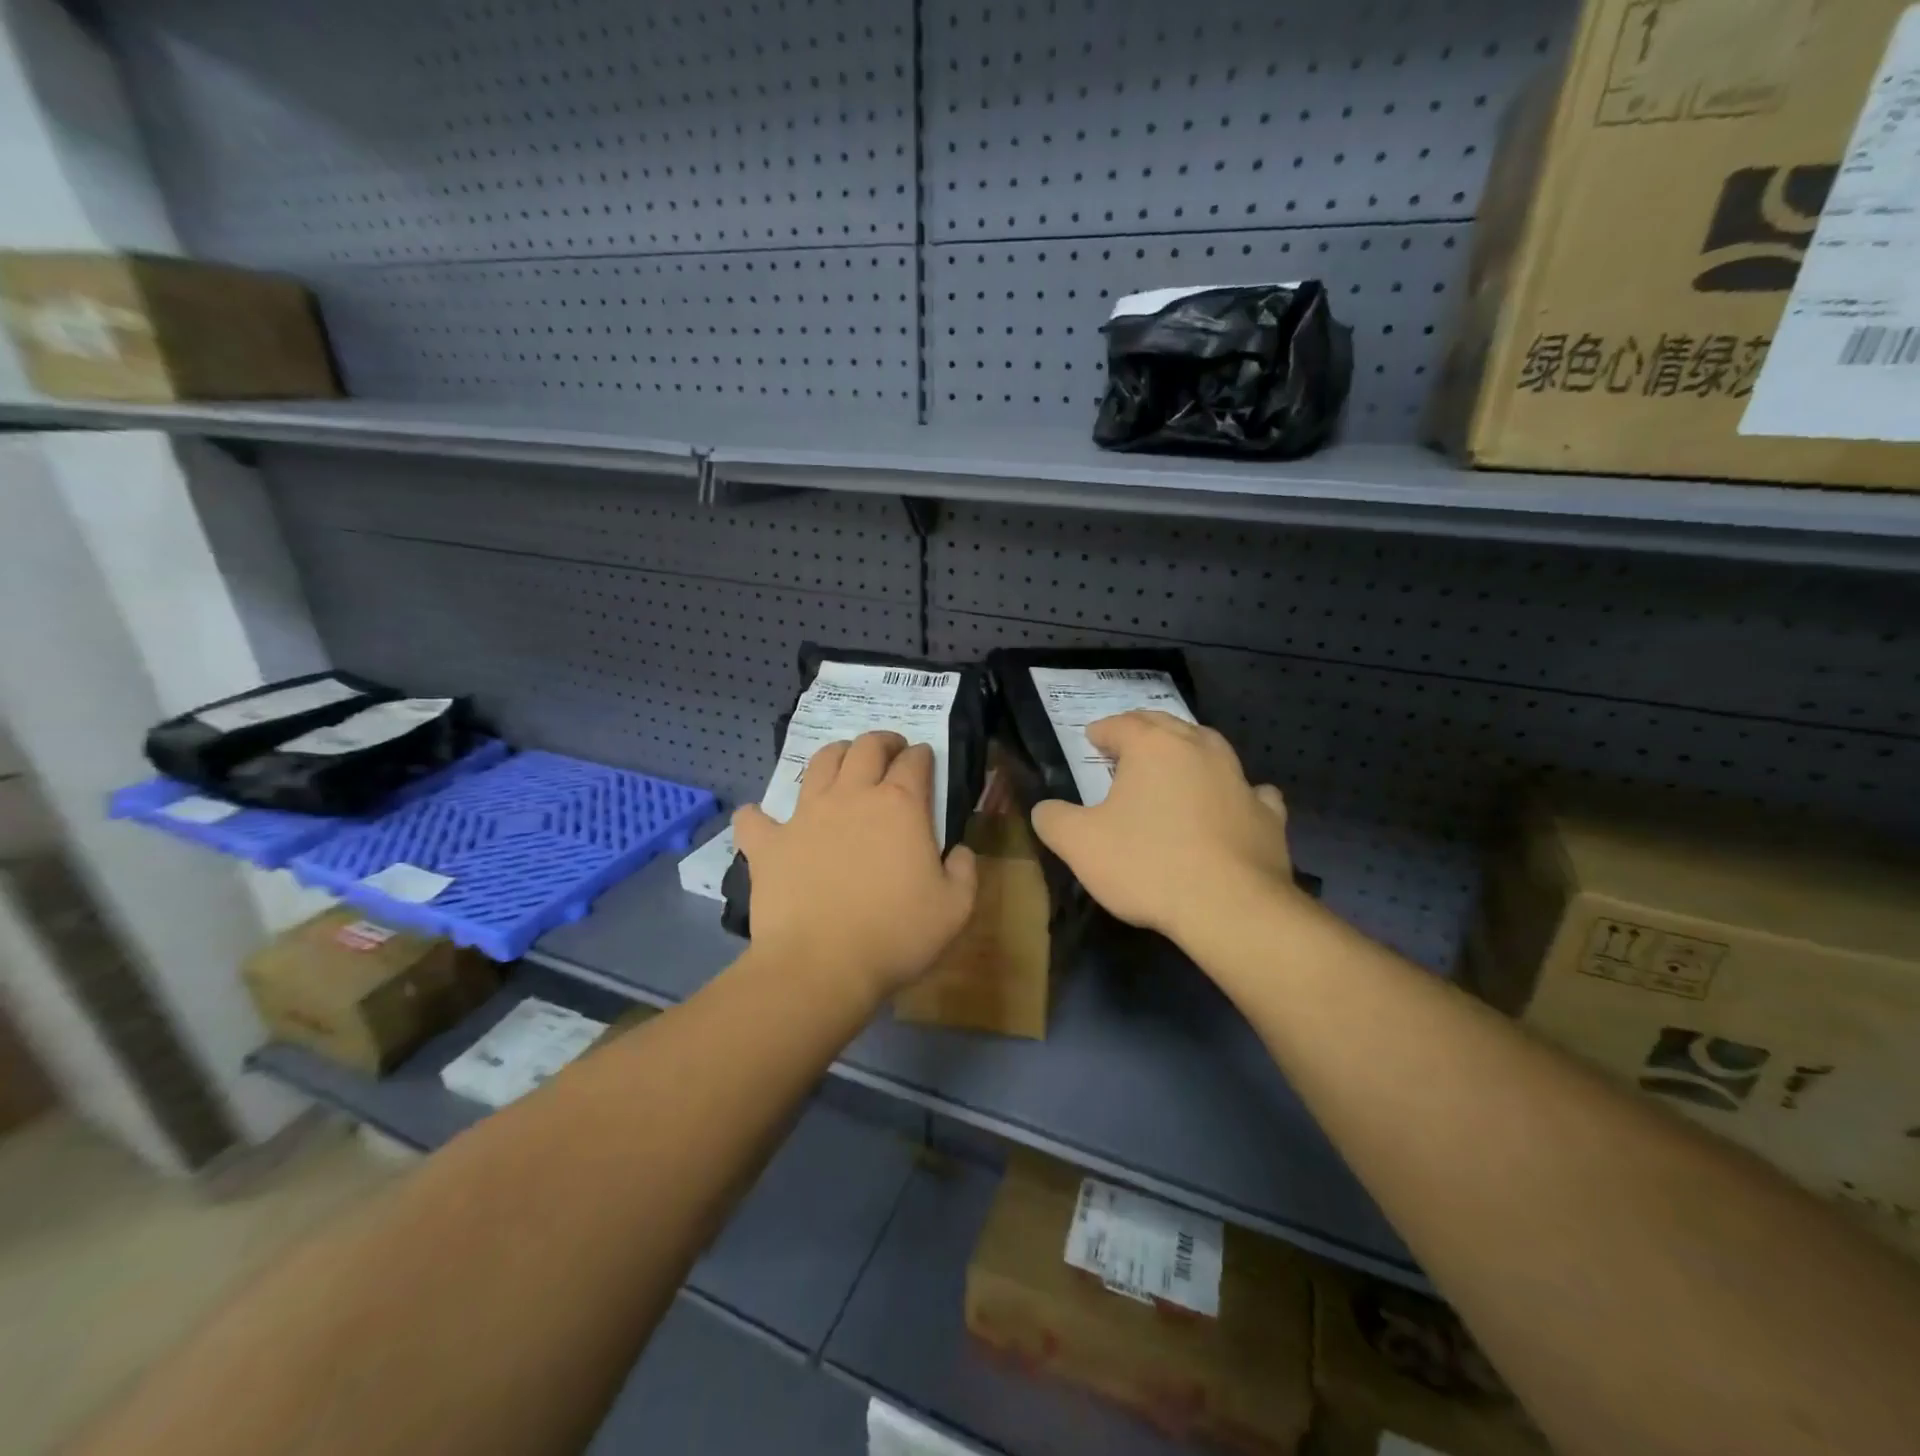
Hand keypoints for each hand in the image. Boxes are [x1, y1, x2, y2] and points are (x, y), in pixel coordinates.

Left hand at [732, 731, 977, 1000]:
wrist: (822, 966)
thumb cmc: (896, 935)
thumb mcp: (955, 909)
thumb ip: (964, 871)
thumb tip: (958, 851)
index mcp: (900, 806)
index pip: (915, 762)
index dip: (923, 755)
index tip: (925, 758)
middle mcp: (852, 796)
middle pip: (866, 747)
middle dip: (882, 741)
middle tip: (890, 750)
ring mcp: (805, 816)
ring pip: (819, 763)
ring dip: (835, 755)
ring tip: (841, 763)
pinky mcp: (769, 843)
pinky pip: (755, 818)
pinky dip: (758, 815)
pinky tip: (761, 819)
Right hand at [1030, 710, 1296, 948]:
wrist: (1230, 907)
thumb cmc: (1147, 865)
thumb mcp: (1079, 844)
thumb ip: (1053, 819)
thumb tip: (1044, 809)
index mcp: (1153, 747)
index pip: (1121, 725)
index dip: (1102, 731)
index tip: (1091, 739)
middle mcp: (1199, 749)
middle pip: (1166, 726)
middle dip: (1143, 731)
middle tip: (1127, 746)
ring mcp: (1239, 779)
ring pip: (1210, 749)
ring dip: (1189, 752)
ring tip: (1175, 766)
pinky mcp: (1267, 815)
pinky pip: (1250, 791)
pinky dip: (1236, 792)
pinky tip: (1230, 803)